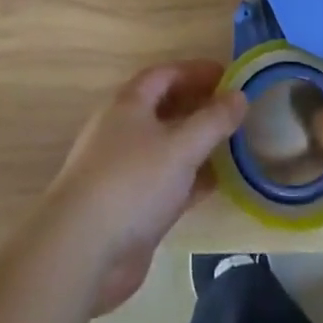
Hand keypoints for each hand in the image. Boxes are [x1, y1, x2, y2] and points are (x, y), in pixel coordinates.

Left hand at [39, 60, 247, 315]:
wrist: (82, 251)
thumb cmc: (132, 183)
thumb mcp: (180, 147)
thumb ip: (213, 121)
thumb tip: (240, 95)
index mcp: (129, 104)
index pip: (165, 74)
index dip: (196, 71)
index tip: (229, 76)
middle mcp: (123, 130)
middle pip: (165, 108)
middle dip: (198, 106)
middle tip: (234, 110)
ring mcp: (125, 169)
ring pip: (166, 146)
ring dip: (197, 143)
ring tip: (233, 144)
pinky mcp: (130, 206)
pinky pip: (166, 181)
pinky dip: (191, 178)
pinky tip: (217, 184)